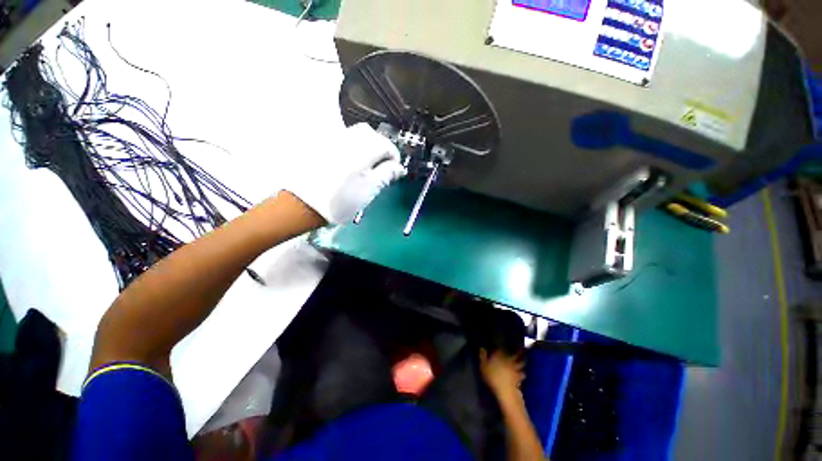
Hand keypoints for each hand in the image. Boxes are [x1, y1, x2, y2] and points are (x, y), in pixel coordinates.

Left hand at [284, 123, 406, 223]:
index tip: (394, 169)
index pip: (386, 144)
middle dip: (381, 146)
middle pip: (371, 133)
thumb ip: (386, 175)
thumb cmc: (340, 201)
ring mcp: (332, 140)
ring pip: (356, 133)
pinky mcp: (322, 144)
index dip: (394, 156)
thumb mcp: (369, 191)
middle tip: (381, 165)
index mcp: (362, 151)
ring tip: (367, 164)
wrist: (303, 204)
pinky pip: (343, 137)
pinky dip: (353, 145)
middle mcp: (347, 139)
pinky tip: (351, 161)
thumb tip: (399, 167)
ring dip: (367, 144)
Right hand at [479, 348, 525, 405]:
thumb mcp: (483, 366)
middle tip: (519, 349)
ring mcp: (515, 368)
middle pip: (514, 354)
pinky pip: (522, 373)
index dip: (501, 347)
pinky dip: (522, 373)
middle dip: (516, 352)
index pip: (501, 349)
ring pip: (520, 363)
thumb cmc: (492, 377)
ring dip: (522, 361)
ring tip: (523, 360)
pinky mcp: (519, 377)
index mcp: (499, 356)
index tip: (501, 347)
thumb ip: (483, 356)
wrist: (505, 390)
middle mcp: (508, 360)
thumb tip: (482, 348)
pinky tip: (522, 373)